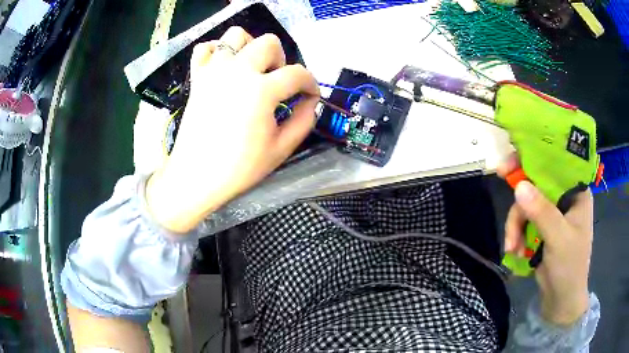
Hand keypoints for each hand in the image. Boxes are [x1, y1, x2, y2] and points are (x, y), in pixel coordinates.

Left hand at [146, 27, 319, 232]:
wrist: (196, 176)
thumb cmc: (239, 168)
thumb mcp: (281, 149)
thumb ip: (303, 121)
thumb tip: (310, 102)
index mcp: (261, 90)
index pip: (298, 74)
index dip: (310, 84)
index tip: (310, 96)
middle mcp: (238, 70)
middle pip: (269, 42)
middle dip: (281, 60)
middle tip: (277, 82)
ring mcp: (214, 70)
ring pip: (236, 35)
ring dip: (250, 47)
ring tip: (251, 69)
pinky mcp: (197, 76)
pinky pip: (205, 47)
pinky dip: (217, 51)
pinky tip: (224, 67)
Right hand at [498, 154, 592, 325]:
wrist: (561, 300)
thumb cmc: (569, 267)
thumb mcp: (558, 239)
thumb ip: (542, 212)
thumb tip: (518, 186)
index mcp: (576, 192)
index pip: (556, 163)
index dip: (534, 157)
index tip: (511, 162)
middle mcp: (564, 197)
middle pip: (537, 182)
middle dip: (520, 195)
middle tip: (500, 180)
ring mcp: (552, 213)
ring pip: (527, 204)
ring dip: (515, 225)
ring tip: (512, 247)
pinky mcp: (541, 228)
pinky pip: (523, 220)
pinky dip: (516, 234)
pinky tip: (515, 250)